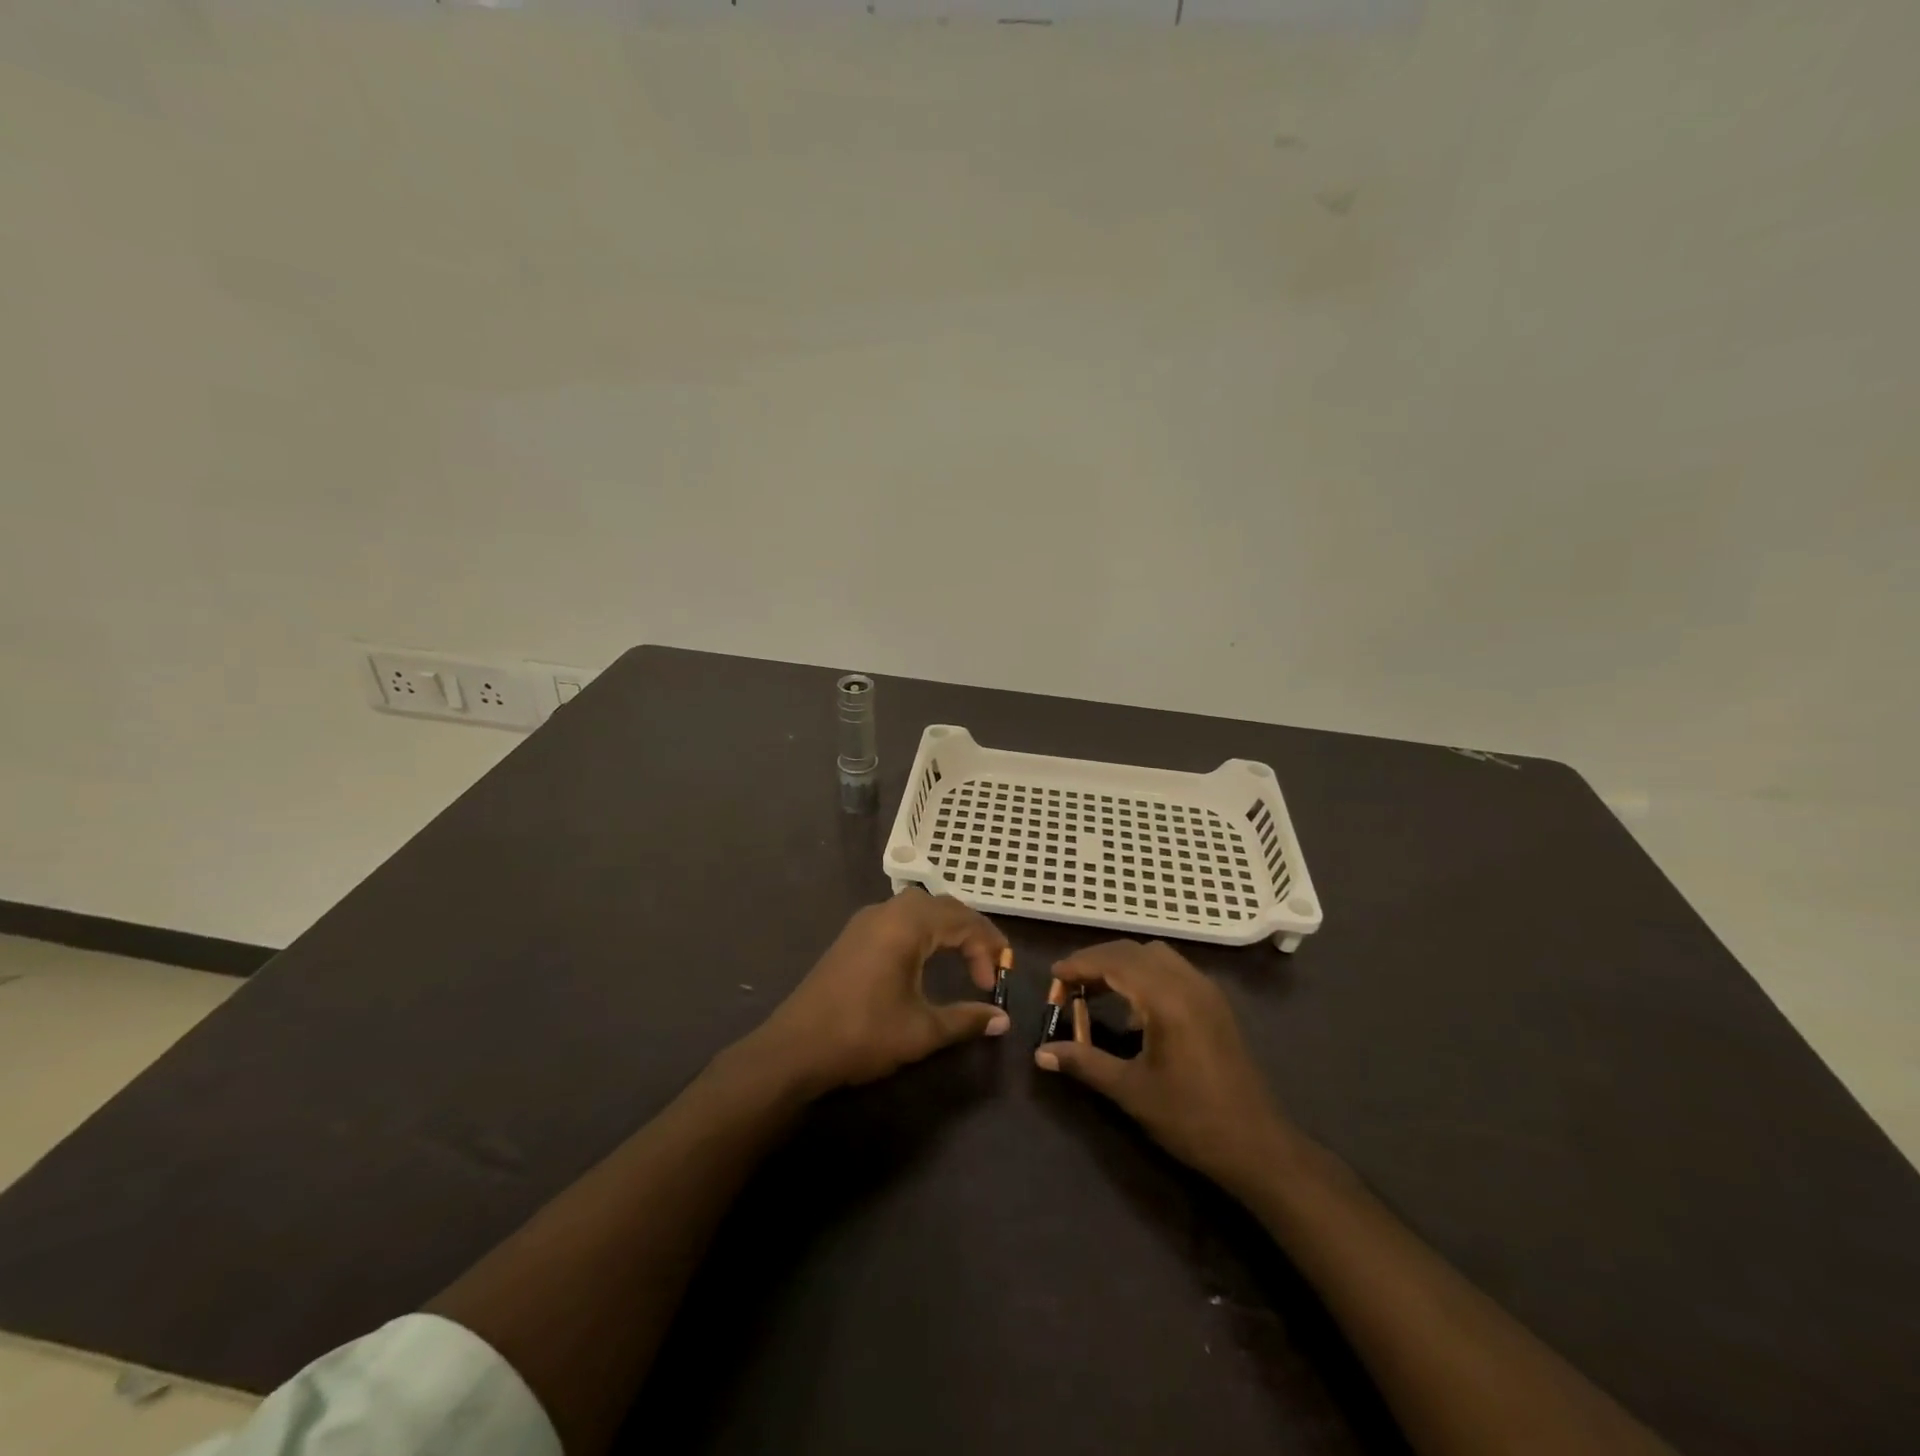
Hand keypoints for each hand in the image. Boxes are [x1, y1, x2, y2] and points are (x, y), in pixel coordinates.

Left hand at [751, 890, 1011, 1091]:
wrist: (795, 1048)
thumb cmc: (863, 1033)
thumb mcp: (921, 1030)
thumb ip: (966, 1020)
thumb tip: (1002, 1020)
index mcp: (907, 924)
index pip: (963, 920)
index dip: (987, 948)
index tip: (995, 983)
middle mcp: (887, 911)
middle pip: (943, 906)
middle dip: (972, 933)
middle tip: (989, 966)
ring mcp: (866, 920)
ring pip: (920, 909)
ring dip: (948, 929)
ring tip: (965, 960)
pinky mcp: (853, 935)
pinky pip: (900, 918)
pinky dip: (924, 931)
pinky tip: (927, 958)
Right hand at [1036, 940, 1296, 1191]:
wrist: (1257, 1146)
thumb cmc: (1191, 1119)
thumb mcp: (1130, 1091)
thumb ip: (1084, 1063)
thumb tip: (1040, 1053)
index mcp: (1167, 998)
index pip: (1114, 962)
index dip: (1079, 964)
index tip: (1053, 976)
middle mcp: (1188, 982)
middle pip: (1133, 951)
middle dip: (1097, 960)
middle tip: (1069, 983)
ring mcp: (1206, 991)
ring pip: (1155, 956)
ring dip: (1122, 964)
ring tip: (1096, 990)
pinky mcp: (1215, 1004)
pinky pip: (1173, 970)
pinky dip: (1145, 974)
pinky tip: (1133, 1008)